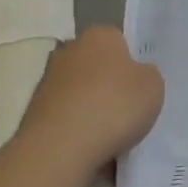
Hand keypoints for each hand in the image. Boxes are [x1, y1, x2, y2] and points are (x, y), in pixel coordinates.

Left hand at [21, 26, 163, 174]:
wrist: (59, 150)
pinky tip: (92, 151)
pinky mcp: (34, 114)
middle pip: (98, 67)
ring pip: (81, 95)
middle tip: (130, 110)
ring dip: (93, 110)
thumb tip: (137, 76)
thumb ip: (147, 75)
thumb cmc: (114, 106)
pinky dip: (78, 132)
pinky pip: (67, 120)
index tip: (142, 85)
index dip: (133, 62)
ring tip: (113, 138)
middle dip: (110, 85)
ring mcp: (47, 83)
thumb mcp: (153, 86)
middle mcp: (69, 51)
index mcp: (99, 35)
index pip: (120, 41)